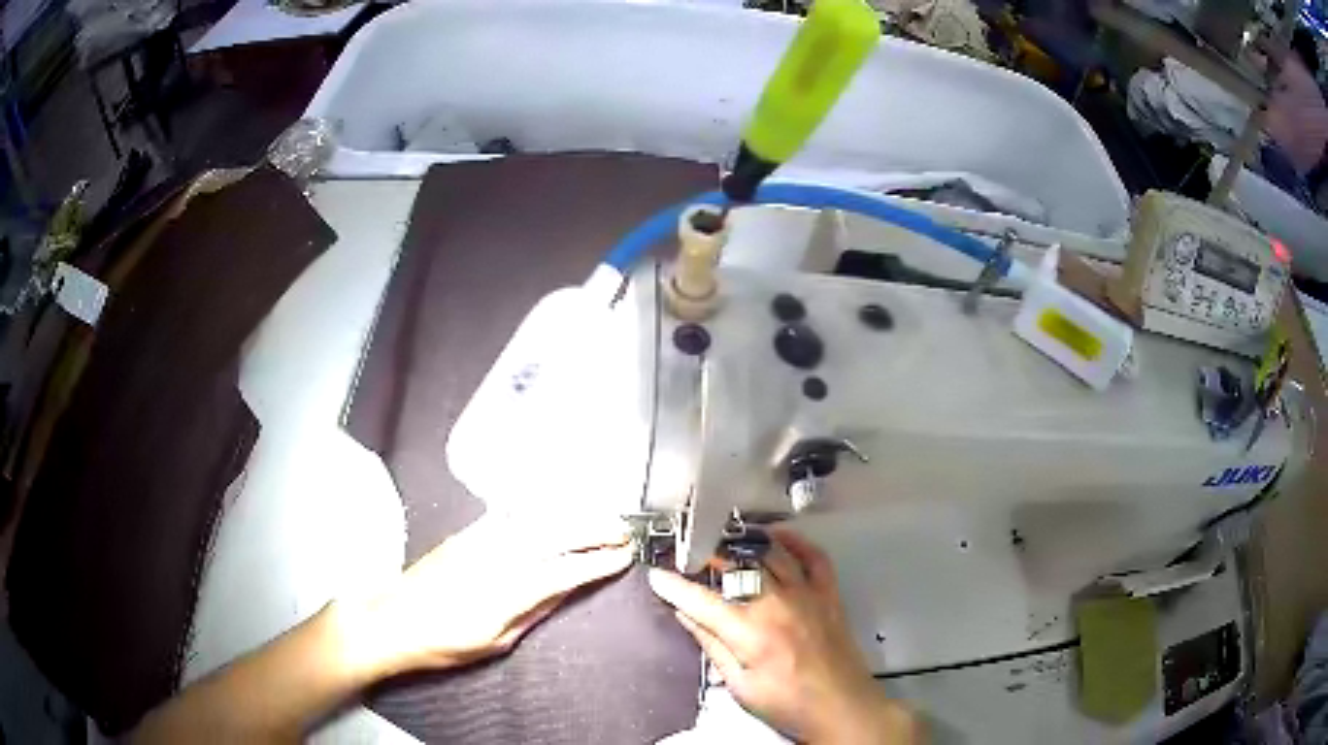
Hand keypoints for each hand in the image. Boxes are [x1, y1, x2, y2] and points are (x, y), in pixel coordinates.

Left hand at [338, 513, 633, 680]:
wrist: (391, 619)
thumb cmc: (443, 642)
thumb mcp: (495, 641)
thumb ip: (533, 612)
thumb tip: (564, 591)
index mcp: (506, 592)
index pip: (563, 571)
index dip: (597, 562)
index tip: (624, 556)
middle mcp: (496, 557)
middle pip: (555, 535)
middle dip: (594, 530)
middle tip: (624, 531)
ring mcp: (480, 539)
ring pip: (537, 519)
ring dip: (574, 515)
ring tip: (601, 518)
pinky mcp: (468, 532)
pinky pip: (513, 514)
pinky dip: (542, 509)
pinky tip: (557, 508)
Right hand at [648, 529, 919, 743]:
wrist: (842, 707)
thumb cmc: (788, 704)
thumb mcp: (740, 686)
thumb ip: (712, 646)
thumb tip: (685, 617)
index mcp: (751, 632)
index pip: (702, 601)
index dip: (674, 587)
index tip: (656, 576)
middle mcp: (778, 604)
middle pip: (737, 566)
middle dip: (708, 557)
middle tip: (690, 556)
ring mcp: (807, 594)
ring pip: (772, 554)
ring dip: (745, 544)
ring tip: (725, 541)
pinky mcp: (828, 594)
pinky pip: (814, 557)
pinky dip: (796, 541)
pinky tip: (778, 536)